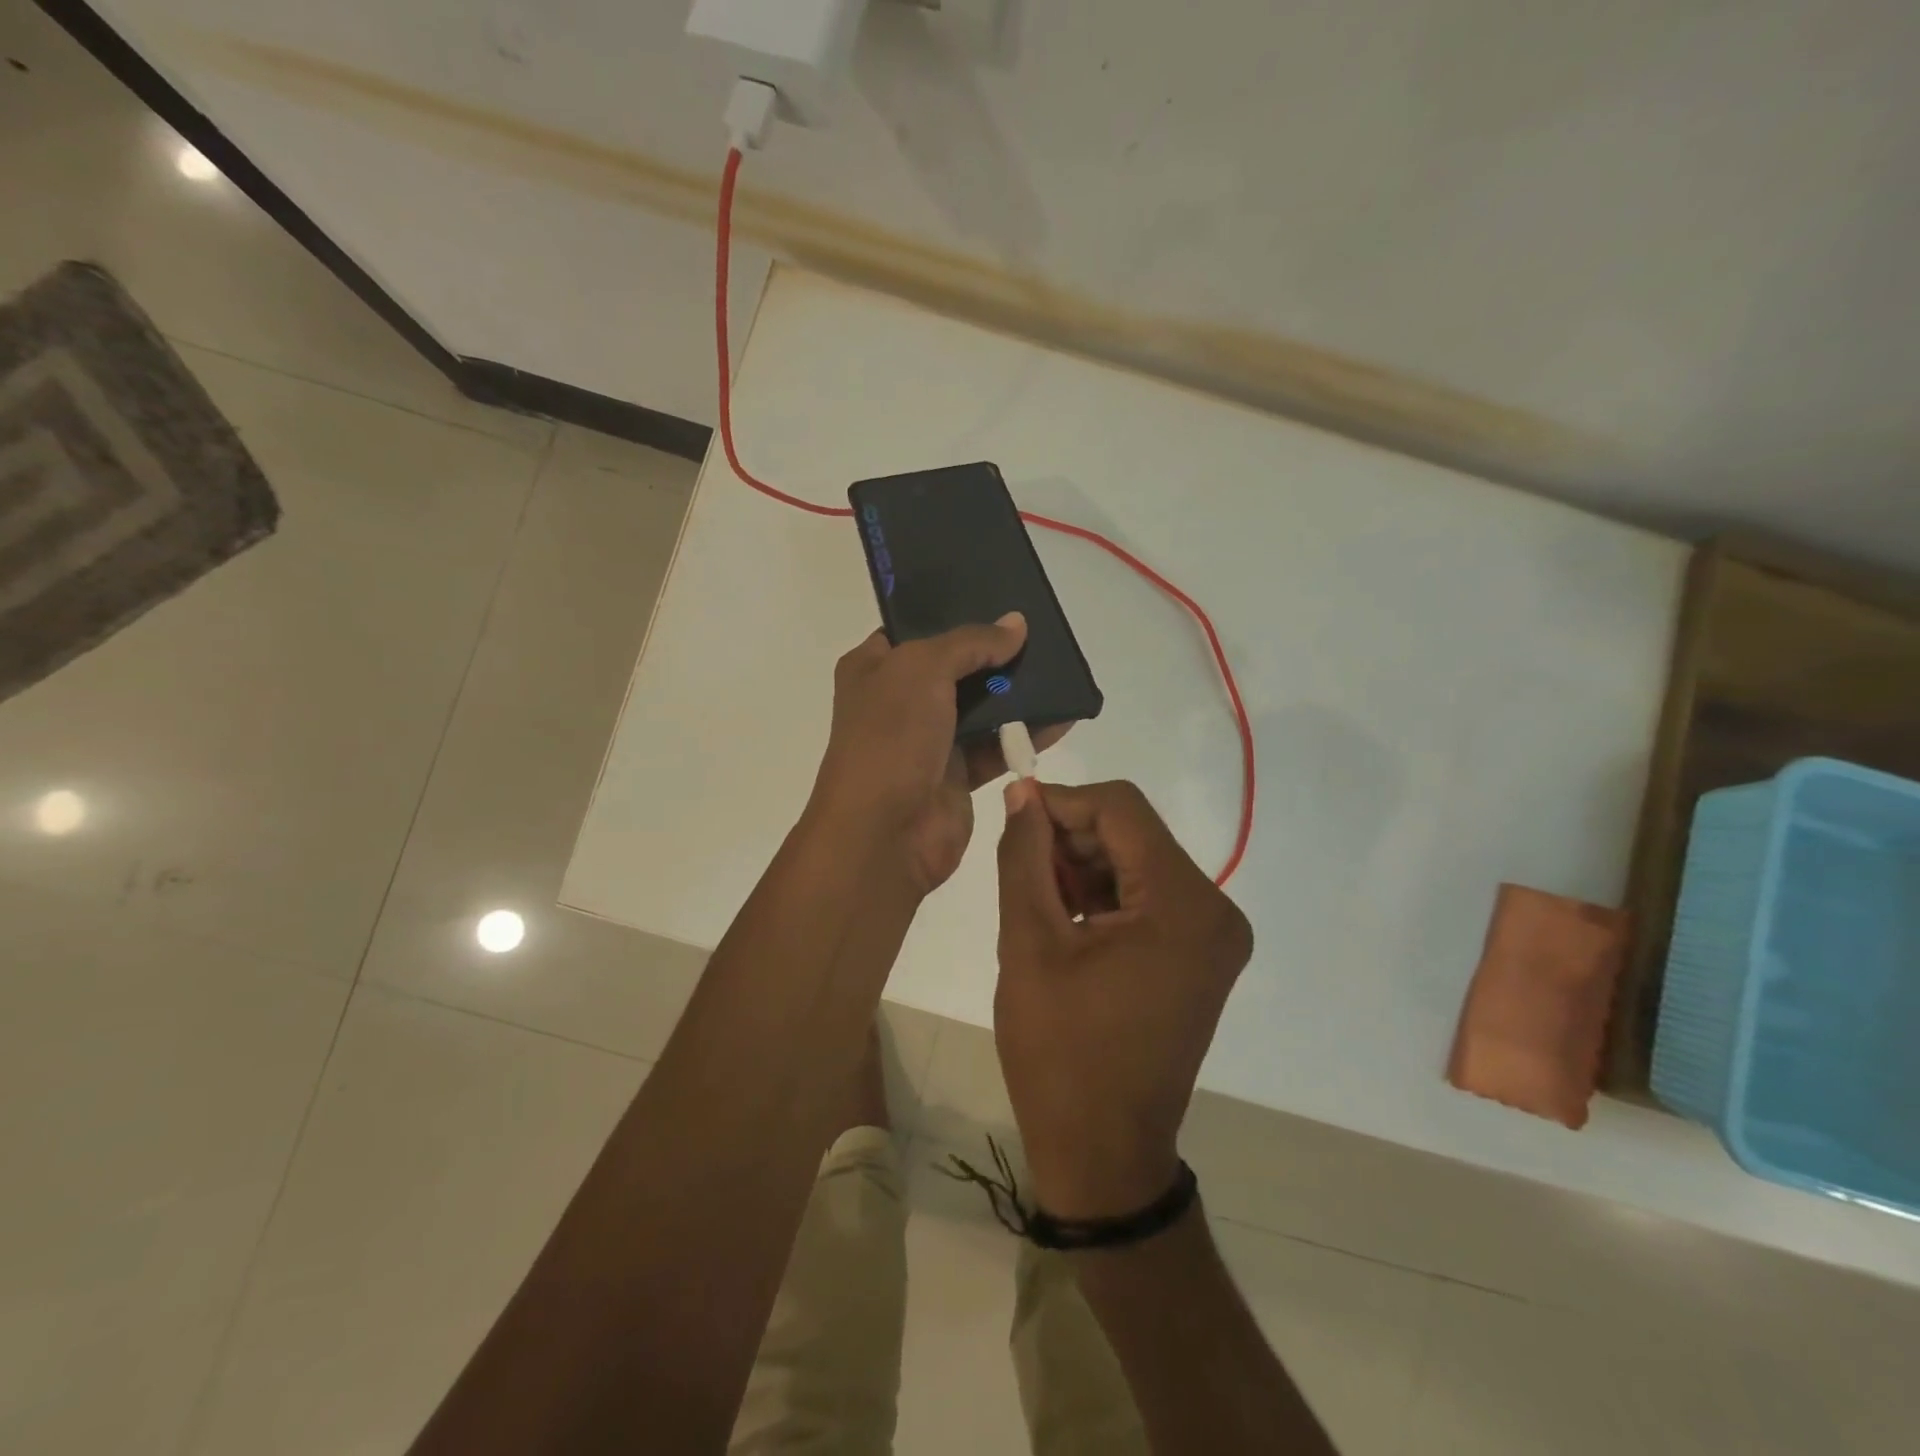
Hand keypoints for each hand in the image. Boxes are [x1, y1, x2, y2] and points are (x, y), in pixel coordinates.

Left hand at [809, 615, 1066, 895]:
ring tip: (1060, 669)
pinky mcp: (956, 775)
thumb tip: (1016, 624)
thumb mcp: (923, 669)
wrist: (884, 833)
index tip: (997, 599)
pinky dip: (1026, 733)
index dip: (951, 613)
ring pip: (980, 707)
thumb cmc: (891, 737)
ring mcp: (927, 740)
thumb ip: (971, 642)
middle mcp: (898, 700)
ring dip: (1016, 693)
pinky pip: (997, 745)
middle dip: (994, 652)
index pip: (912, 629)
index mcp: (874, 668)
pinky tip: (1063, 717)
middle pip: (954, 667)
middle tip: (1041, 632)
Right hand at [994, 779, 1252, 1218]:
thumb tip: (1022, 793)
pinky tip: (1066, 920)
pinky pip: (1148, 897)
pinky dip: (1104, 895)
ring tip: (1038, 901)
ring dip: (1084, 868)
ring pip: (1138, 862)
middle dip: (1072, 839)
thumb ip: (1024, 856)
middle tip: (1020, 867)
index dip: (1062, 803)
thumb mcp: (1029, 943)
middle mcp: (1215, 910)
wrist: (1103, 1151)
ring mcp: (1213, 936)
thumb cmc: (1060, 1051)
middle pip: (1133, 834)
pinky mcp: (1200, 955)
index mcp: (1184, 905)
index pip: (1121, 810)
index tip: (1015, 818)